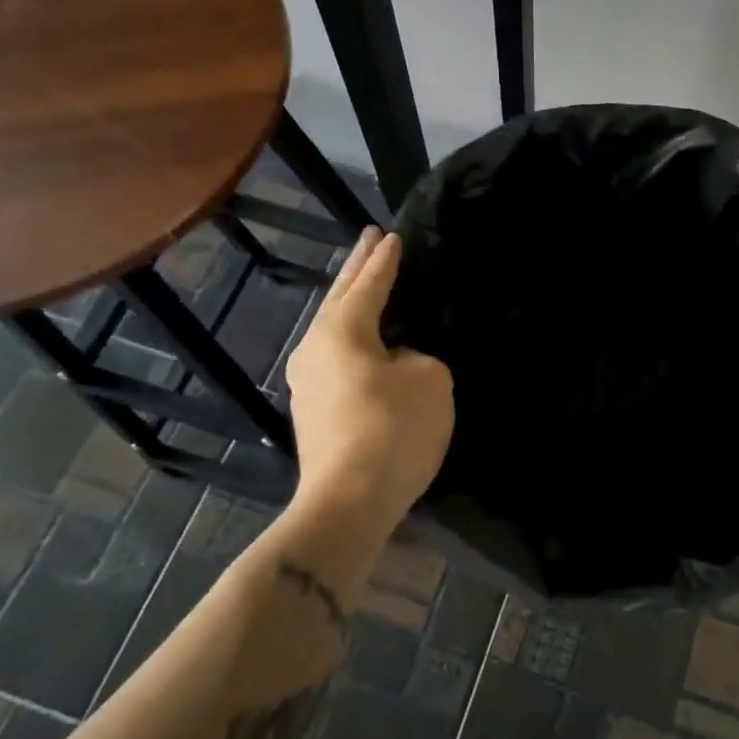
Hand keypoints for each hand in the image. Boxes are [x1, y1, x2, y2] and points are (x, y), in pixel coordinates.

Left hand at [285, 228, 453, 531]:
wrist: (348, 502)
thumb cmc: (393, 429)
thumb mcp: (430, 379)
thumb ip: (417, 357)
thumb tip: (396, 363)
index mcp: (342, 331)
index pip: (369, 284)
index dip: (385, 260)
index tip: (393, 236)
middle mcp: (315, 348)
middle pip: (339, 297)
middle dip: (357, 266)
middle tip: (369, 237)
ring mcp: (308, 382)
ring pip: (332, 327)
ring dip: (349, 301)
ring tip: (363, 282)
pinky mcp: (313, 411)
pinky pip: (335, 356)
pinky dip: (351, 336)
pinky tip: (363, 341)